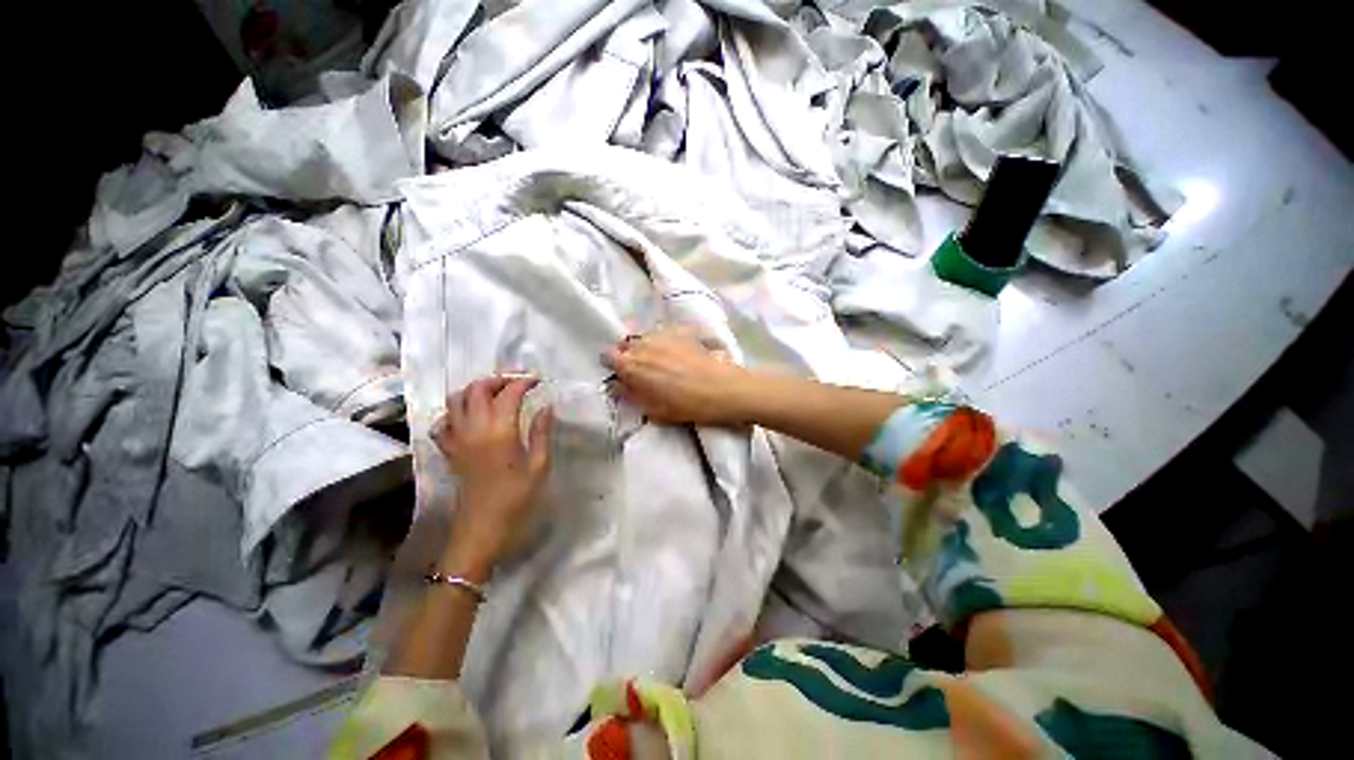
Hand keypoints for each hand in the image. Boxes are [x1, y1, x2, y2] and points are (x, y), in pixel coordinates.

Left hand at [432, 376, 553, 579]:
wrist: (481, 530)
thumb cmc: (516, 500)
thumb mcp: (539, 466)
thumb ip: (541, 433)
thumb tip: (545, 406)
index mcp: (499, 432)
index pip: (508, 394)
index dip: (523, 382)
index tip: (538, 380)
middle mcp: (473, 429)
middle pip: (476, 389)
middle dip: (498, 379)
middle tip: (518, 383)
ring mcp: (456, 439)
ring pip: (455, 399)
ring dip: (475, 390)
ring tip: (496, 394)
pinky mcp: (448, 450)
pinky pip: (443, 421)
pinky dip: (455, 411)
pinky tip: (471, 417)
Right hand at [602, 329, 752, 425]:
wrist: (721, 388)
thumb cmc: (685, 405)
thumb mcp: (652, 409)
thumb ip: (630, 394)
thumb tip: (618, 385)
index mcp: (631, 365)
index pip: (608, 356)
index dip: (613, 365)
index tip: (622, 375)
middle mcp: (642, 345)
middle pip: (625, 344)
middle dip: (628, 355)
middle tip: (641, 370)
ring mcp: (662, 335)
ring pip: (644, 337)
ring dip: (645, 347)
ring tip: (659, 361)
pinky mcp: (680, 331)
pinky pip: (662, 334)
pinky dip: (662, 342)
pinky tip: (675, 354)